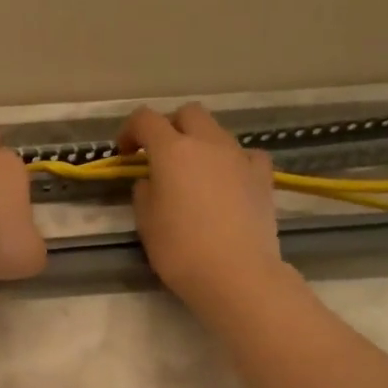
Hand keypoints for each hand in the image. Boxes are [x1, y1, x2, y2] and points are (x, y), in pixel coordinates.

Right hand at [118, 103, 284, 318]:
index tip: (125, 154)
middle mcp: (207, 143)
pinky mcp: (263, 176)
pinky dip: (232, 161)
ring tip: (193, 174)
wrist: (237, 274)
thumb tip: (151, 180)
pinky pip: (246, 155)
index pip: (145, 119)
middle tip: (159, 155)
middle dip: (170, 127)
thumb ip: (144, 191)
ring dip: (200, 144)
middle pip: (188, 113)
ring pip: (217, 131)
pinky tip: (228, 181)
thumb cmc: (180, 249)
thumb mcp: (145, 221)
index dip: (130, 131)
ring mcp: (240, 157)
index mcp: (172, 150)